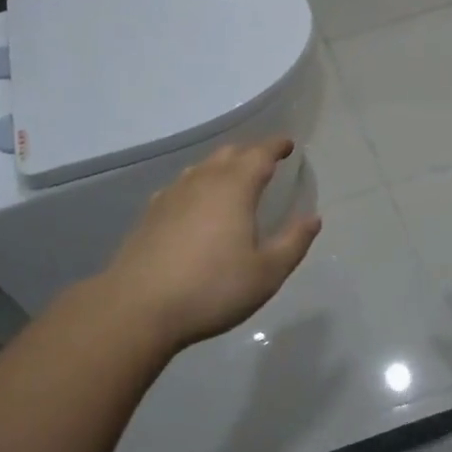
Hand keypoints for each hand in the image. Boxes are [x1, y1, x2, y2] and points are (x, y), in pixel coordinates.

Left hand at [98, 139, 321, 350]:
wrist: (138, 307)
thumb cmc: (212, 289)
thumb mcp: (266, 273)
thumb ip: (293, 242)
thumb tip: (313, 218)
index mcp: (234, 188)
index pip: (259, 154)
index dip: (276, 146)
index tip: (287, 144)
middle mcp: (202, 181)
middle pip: (228, 154)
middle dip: (250, 153)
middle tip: (265, 161)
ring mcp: (171, 195)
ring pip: (201, 168)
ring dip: (221, 167)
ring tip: (233, 179)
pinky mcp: (150, 214)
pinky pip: (180, 187)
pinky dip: (196, 186)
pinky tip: (194, 204)